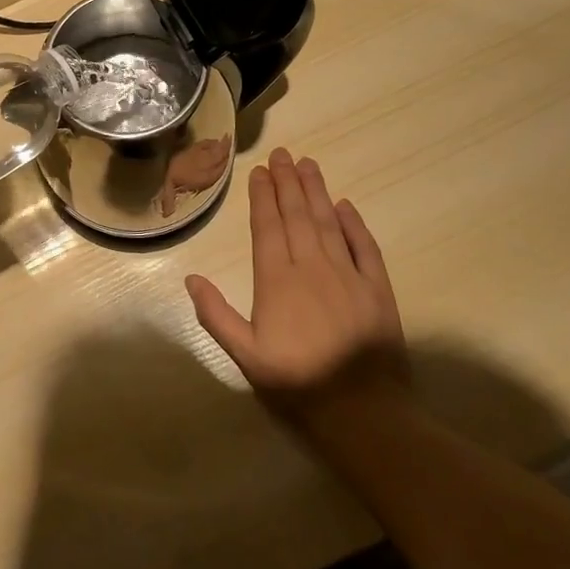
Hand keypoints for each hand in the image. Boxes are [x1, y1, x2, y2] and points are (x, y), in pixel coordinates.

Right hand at [185, 148, 406, 424]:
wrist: (364, 414)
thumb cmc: (297, 383)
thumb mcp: (245, 356)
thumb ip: (216, 315)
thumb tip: (191, 277)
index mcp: (277, 280)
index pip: (268, 226)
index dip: (262, 196)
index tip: (259, 171)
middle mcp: (312, 266)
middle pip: (297, 215)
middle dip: (287, 182)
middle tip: (282, 154)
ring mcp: (348, 275)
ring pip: (328, 222)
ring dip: (316, 191)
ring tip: (308, 164)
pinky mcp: (378, 290)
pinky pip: (365, 247)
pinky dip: (354, 224)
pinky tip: (345, 205)